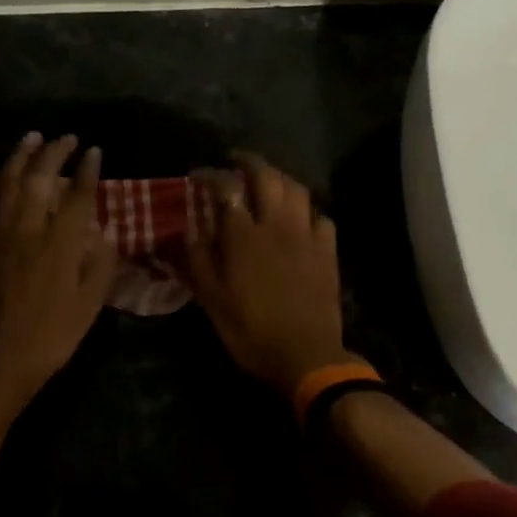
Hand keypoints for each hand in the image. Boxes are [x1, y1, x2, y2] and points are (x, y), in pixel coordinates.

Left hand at [0, 132, 115, 426]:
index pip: (77, 196)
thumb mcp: (90, 307)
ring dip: (18, 157)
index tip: (94, 152)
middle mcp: (28, 231)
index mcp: (61, 245)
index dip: (88, 171)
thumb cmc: (51, 338)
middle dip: (54, 153)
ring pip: (5, 186)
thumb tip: (103, 234)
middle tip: (66, 138)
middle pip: (39, 180)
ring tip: (30, 139)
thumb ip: (100, 266)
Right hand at [184, 152, 357, 397]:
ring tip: (267, 181)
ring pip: (297, 189)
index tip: (198, 174)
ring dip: (280, 177)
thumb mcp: (211, 300)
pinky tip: (299, 218)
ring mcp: (307, 236)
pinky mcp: (328, 252)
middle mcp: (277, 225)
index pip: (226, 188)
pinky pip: (320, 216)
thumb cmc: (250, 330)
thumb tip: (189, 228)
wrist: (305, 355)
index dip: (211, 175)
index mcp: (244, 236)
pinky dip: (306, 209)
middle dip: (249, 162)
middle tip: (235, 161)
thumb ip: (198, 259)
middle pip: (267, 176)